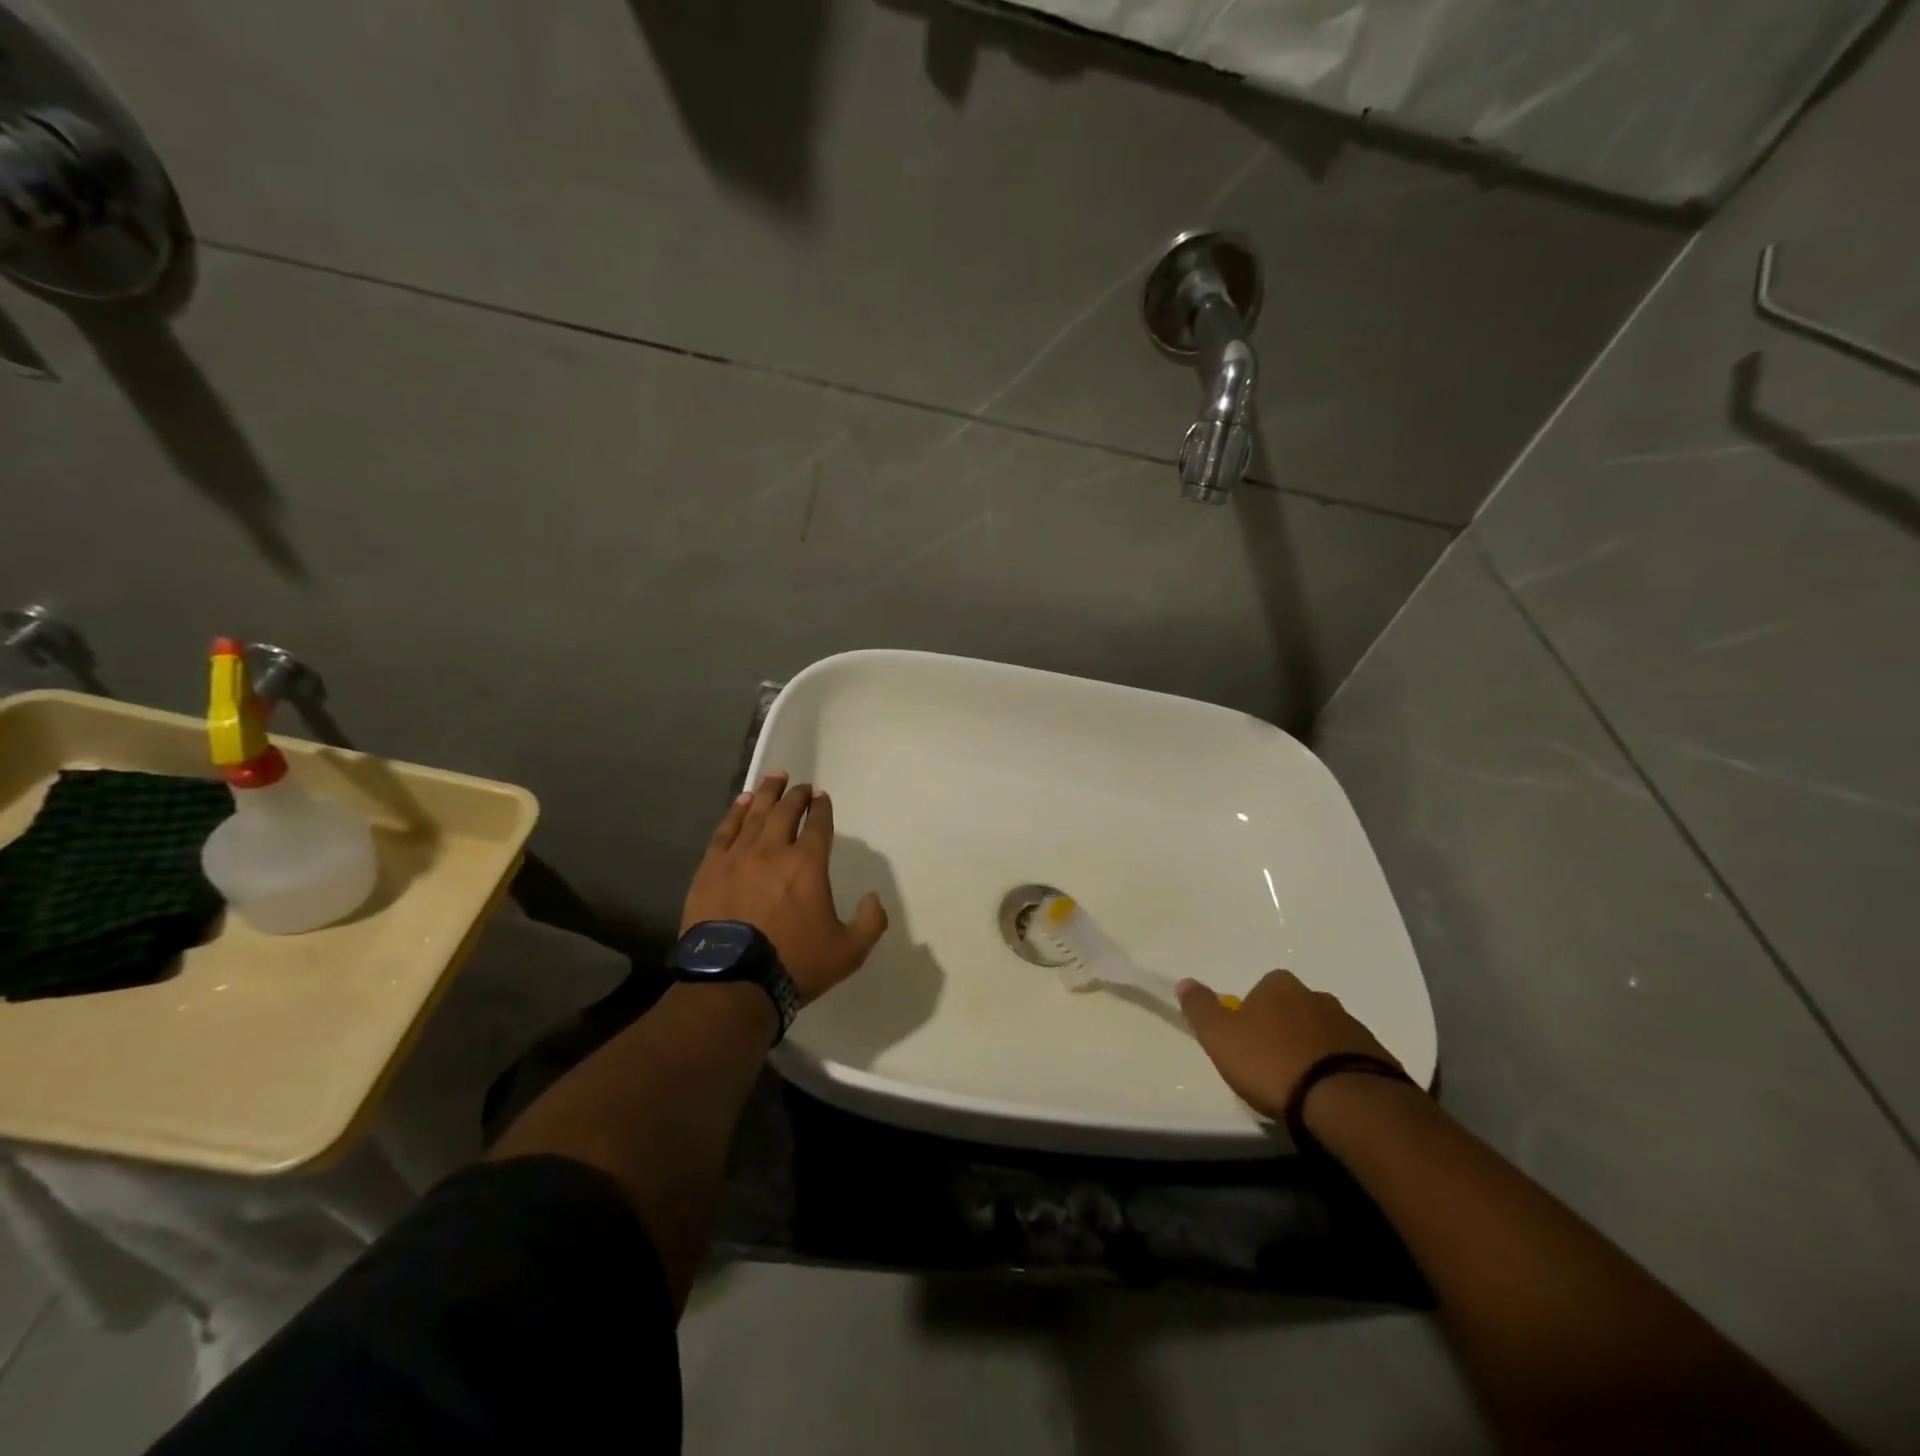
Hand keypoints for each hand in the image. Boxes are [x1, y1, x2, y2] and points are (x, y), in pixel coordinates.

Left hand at [681, 771, 888, 1004]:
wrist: (732, 982)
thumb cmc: (794, 964)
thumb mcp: (848, 952)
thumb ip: (870, 922)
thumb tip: (874, 898)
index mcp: (807, 864)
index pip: (818, 825)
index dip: (822, 808)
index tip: (822, 796)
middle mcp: (773, 850)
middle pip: (786, 812)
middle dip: (796, 795)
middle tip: (801, 786)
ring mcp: (738, 857)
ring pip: (755, 814)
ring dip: (767, 793)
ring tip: (774, 777)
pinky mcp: (710, 869)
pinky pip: (725, 831)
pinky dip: (736, 813)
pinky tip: (742, 802)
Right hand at [1177, 970, 1399, 1121]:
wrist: (1346, 1102)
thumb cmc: (1273, 1063)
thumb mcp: (1221, 1037)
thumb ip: (1200, 1008)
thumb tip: (1184, 982)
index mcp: (1280, 986)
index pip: (1260, 990)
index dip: (1250, 1015)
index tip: (1246, 1044)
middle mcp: (1318, 997)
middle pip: (1294, 1010)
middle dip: (1284, 1031)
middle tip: (1272, 1066)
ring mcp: (1352, 1027)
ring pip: (1323, 1034)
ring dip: (1312, 1051)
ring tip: (1302, 1087)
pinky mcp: (1379, 1058)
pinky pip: (1349, 1059)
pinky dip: (1337, 1072)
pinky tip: (1328, 1098)